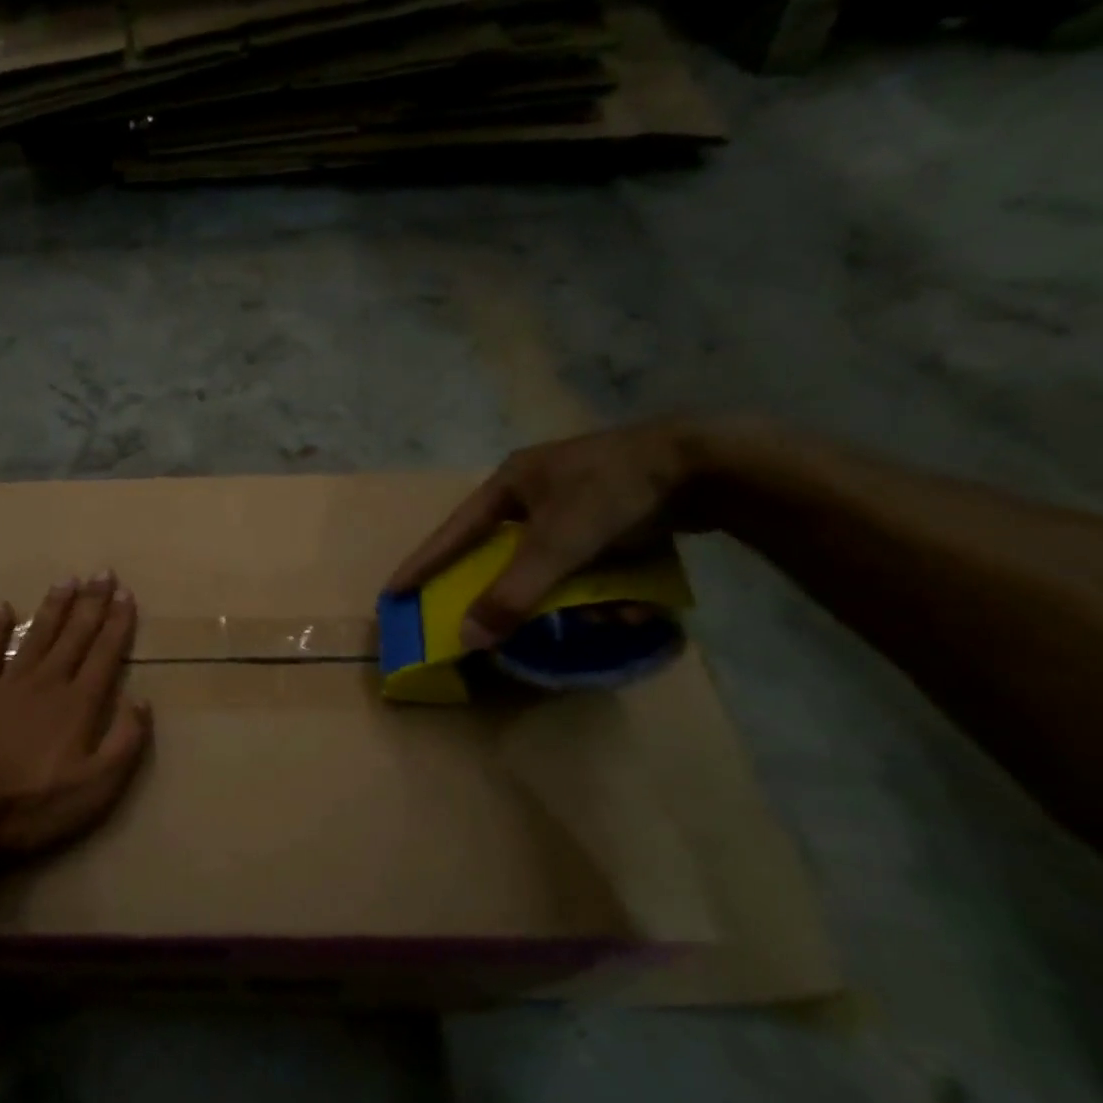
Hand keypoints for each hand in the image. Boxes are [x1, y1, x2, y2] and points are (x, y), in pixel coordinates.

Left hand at [0, 573, 152, 856]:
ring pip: (37, 635)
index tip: (126, 594)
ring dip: (54, 607)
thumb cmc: (32, 803)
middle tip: (103, 573)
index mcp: (79, 704)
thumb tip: (141, 700)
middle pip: (74, 636)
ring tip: (67, 580)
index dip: (118, 624)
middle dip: (92, 604)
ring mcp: (7, 683)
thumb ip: (124, 742)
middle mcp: (47, 682)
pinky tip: (1, 607)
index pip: (105, 655)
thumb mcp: (96, 787)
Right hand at [387, 418, 720, 649]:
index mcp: (511, 483)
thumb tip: (467, 639)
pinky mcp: (616, 516)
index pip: (454, 532)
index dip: (424, 563)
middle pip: (508, 555)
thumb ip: (512, 594)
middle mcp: (538, 491)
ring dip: (579, 598)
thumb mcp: (556, 546)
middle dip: (523, 593)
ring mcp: (578, 502)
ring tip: (608, 616)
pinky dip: (607, 586)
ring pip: (557, 565)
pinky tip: (634, 604)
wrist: (708, 464)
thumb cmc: (613, 493)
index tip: (394, 592)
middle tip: (507, 621)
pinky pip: (592, 562)